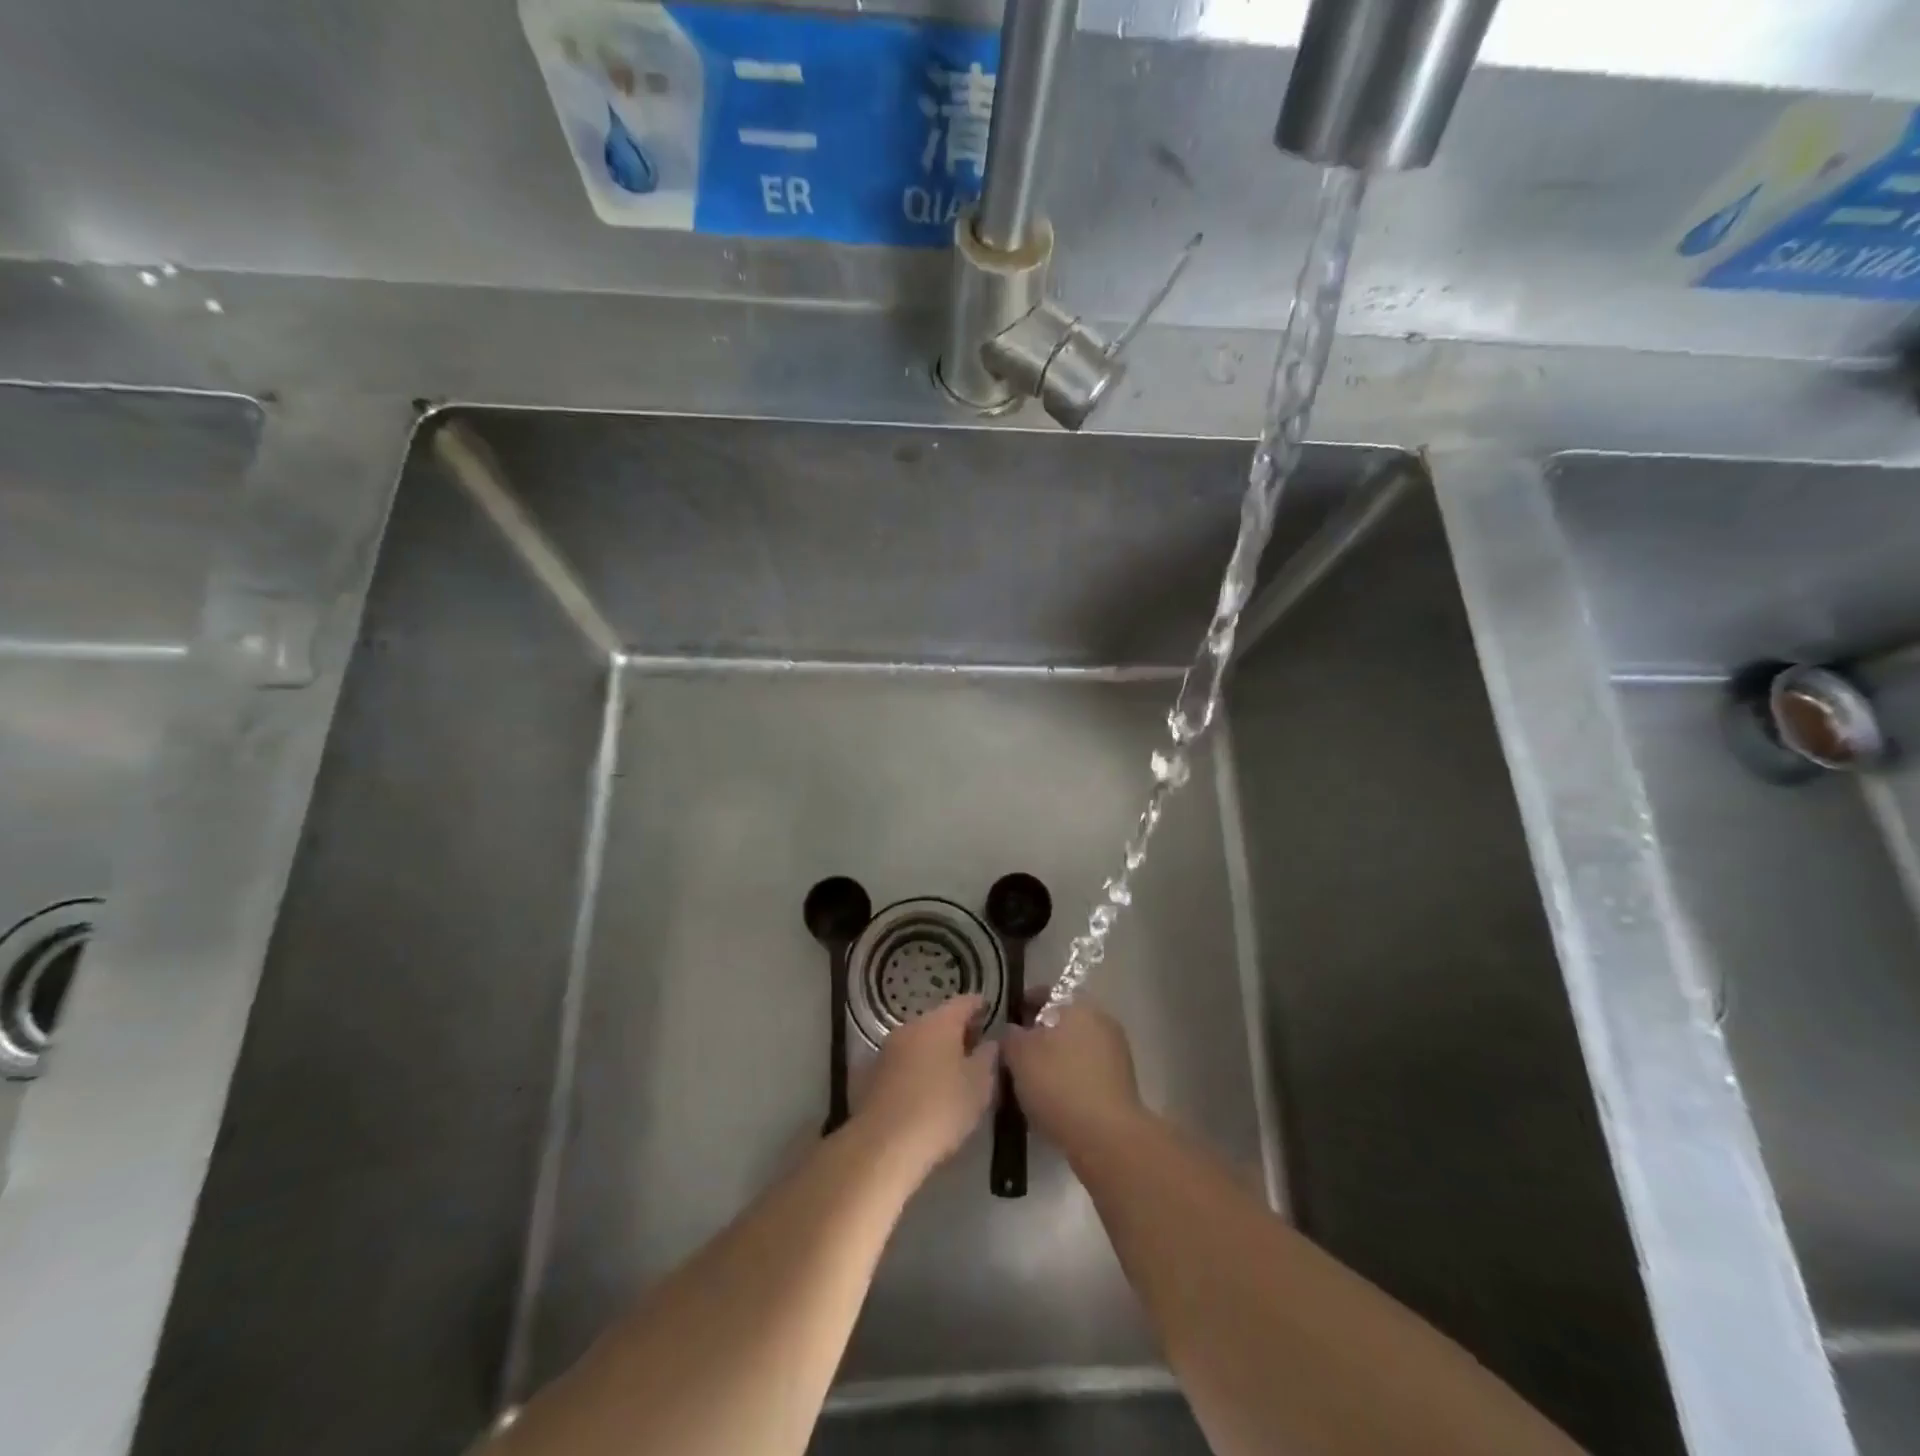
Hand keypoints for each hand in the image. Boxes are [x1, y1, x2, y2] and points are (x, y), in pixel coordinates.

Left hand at [852, 995, 996, 1179]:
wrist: (883, 1144)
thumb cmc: (940, 1109)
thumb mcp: (979, 1086)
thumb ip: (987, 1058)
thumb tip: (990, 1042)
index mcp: (939, 1022)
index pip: (964, 1002)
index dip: (979, 1006)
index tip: (989, 1011)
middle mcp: (910, 1027)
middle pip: (938, 1020)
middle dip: (956, 1031)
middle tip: (974, 1046)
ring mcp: (887, 1050)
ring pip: (917, 1042)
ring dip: (933, 1051)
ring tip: (950, 1071)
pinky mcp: (870, 1074)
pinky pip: (901, 1063)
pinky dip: (915, 1069)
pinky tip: (923, 1090)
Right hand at [1003, 1000, 1143, 1153]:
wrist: (1108, 1138)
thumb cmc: (1059, 1084)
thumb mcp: (1019, 1055)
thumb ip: (1010, 1036)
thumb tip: (1012, 1031)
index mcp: (1078, 1005)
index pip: (1045, 993)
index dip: (1023, 1005)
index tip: (1007, 1023)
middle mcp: (1101, 1021)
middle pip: (1062, 1021)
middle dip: (1039, 1035)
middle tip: (1015, 1055)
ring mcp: (1116, 1053)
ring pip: (1075, 1048)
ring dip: (1055, 1059)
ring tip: (1030, 1082)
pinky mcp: (1121, 1085)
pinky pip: (1086, 1073)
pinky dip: (1070, 1080)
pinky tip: (1052, 1100)